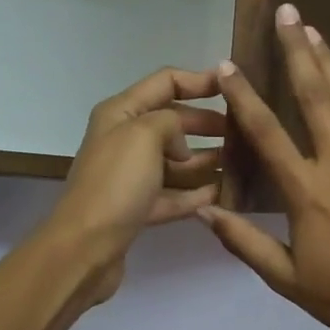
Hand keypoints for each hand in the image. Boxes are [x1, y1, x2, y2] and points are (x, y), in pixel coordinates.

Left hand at [44, 67, 224, 305]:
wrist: (85, 248)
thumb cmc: (115, 183)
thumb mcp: (144, 135)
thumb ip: (171, 122)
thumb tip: (181, 143)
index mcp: (120, 112)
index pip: (165, 82)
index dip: (201, 81)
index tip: (235, 88)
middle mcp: (124, 140)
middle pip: (173, 122)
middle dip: (207, 123)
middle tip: (244, 131)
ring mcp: (131, 177)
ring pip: (176, 161)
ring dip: (207, 160)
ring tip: (243, 163)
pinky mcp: (138, 209)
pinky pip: (174, 195)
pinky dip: (197, 194)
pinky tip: (225, 194)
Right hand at [201, 7, 329, 329]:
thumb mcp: (285, 278)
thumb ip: (244, 242)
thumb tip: (204, 213)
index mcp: (306, 191)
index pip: (266, 132)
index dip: (244, 95)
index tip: (228, 63)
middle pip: (314, 96)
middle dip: (297, 51)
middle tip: (287, 13)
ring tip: (314, 30)